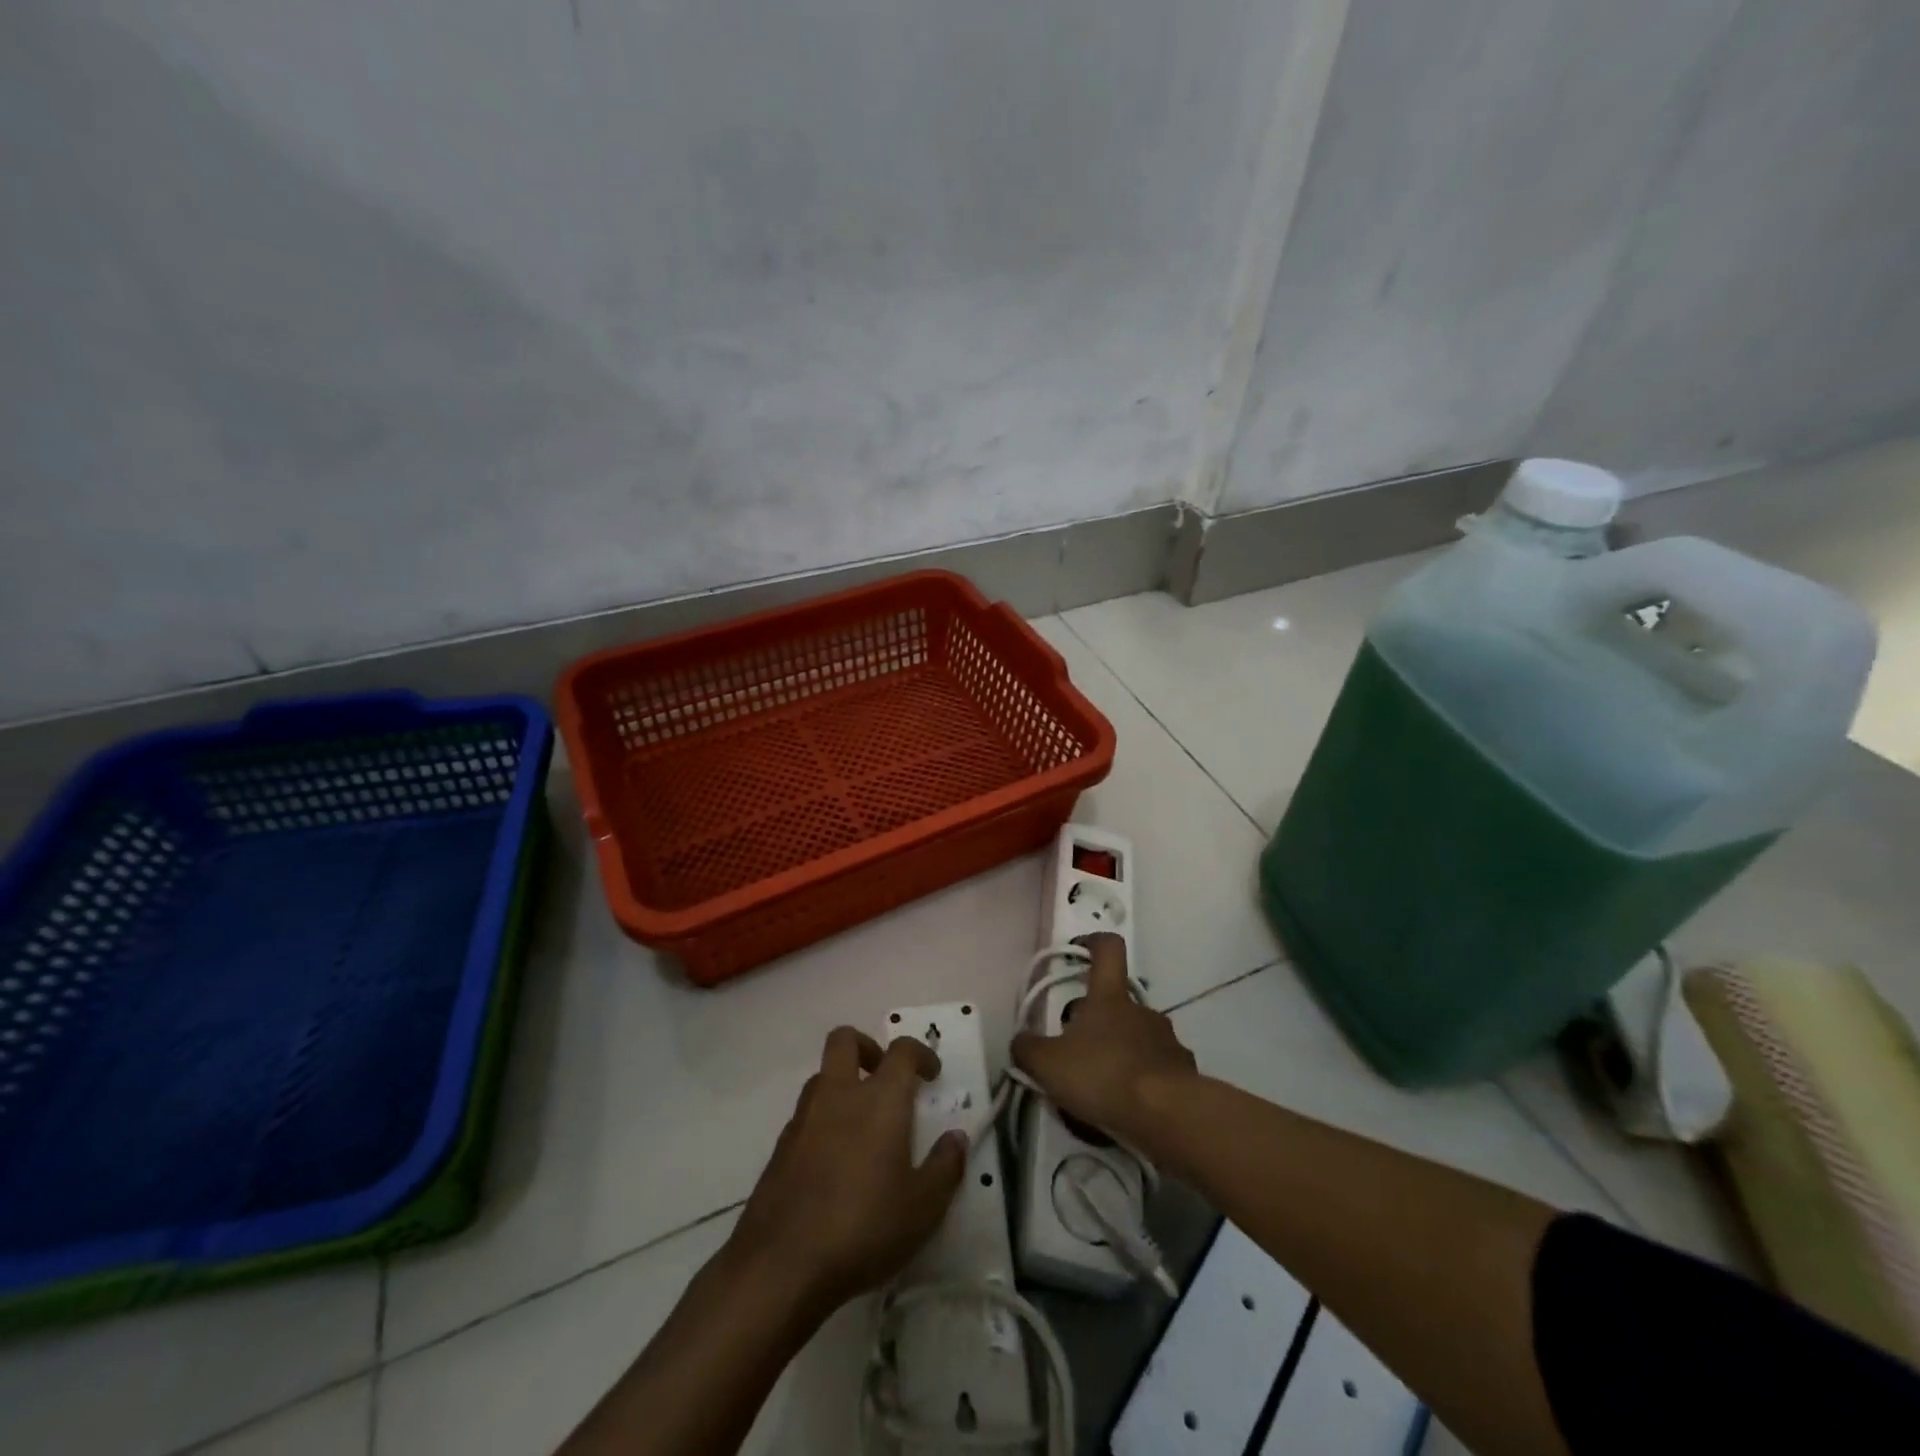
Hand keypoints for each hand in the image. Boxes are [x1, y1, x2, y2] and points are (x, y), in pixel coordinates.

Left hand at [727, 1028, 966, 1318]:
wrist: (780, 1265)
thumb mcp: (923, 1208)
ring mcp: (804, 1118)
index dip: (920, 1054)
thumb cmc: (863, 1228)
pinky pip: (806, 1114)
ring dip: (843, 1084)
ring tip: (863, 1124)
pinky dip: (824, 1120)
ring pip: (823, 1076)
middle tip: (885, 1077)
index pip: (901, 1051)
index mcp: (879, 1099)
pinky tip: (835, 1161)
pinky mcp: (780, 1147)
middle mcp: (839, 1094)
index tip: (931, 1074)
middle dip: (868, 1048)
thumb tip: (956, 1138)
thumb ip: (945, 1168)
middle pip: (845, 1040)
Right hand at [1011, 931, 1197, 1148]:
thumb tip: (1020, 1041)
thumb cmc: (1104, 1075)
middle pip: (1116, 1002)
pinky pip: (1156, 1068)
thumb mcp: (1048, 1065)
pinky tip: (1128, 1106)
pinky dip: (1141, 1080)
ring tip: (1101, 1087)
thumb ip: (1027, 1050)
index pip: (1108, 949)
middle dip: (1095, 1021)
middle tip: (1074, 1050)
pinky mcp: (1184, 1072)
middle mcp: (1142, 1010)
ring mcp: (1167, 1040)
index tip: (1078, 951)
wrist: (1168, 1116)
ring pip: (1136, 1036)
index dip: (1093, 943)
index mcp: (1109, 997)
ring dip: (1119, 1051)